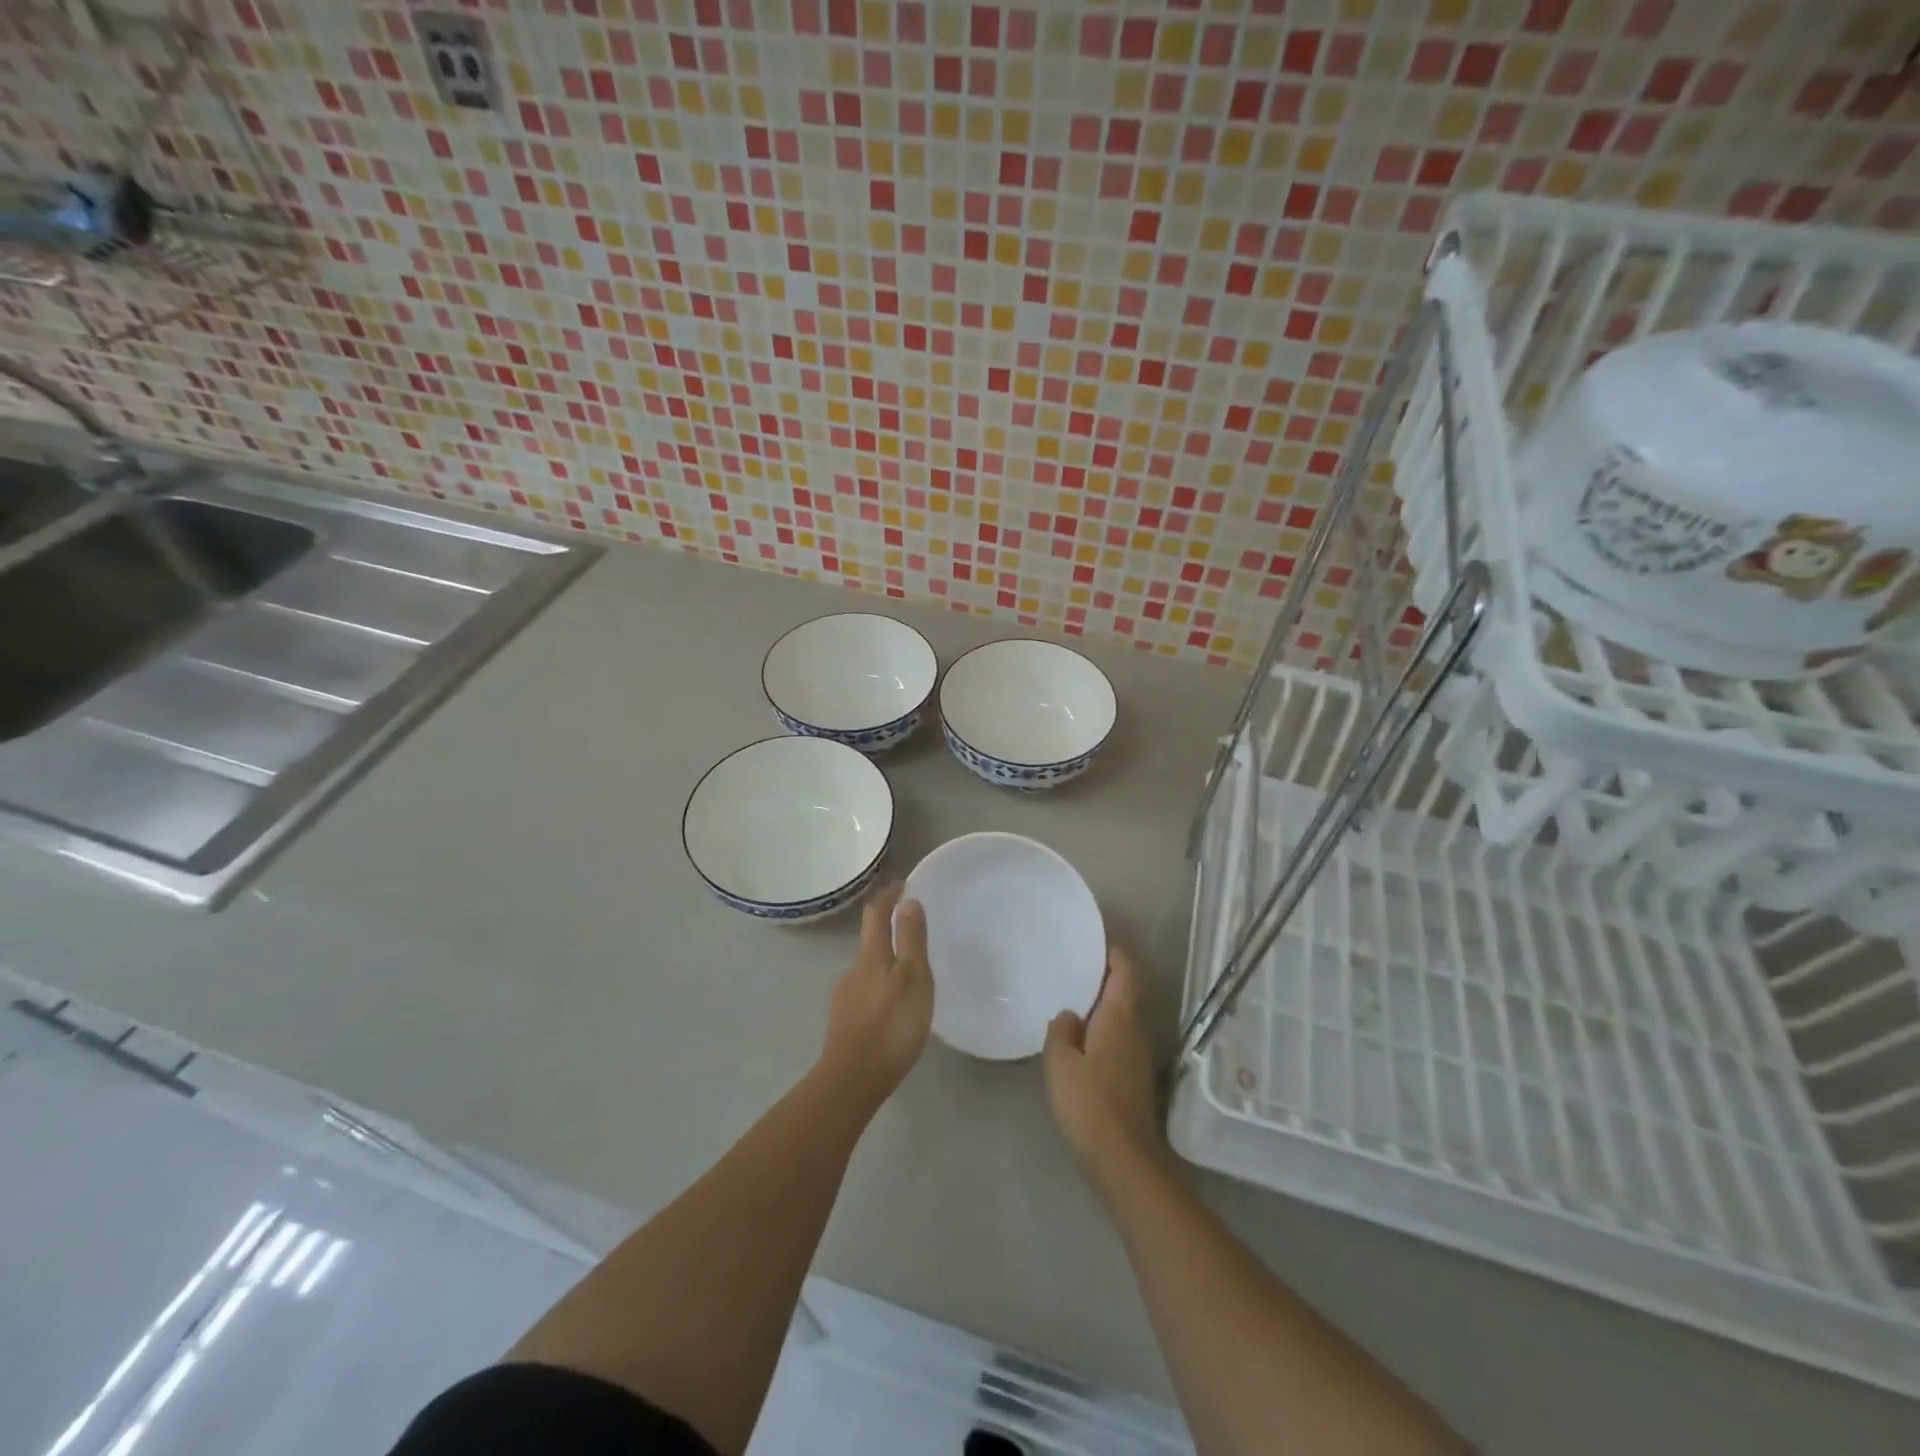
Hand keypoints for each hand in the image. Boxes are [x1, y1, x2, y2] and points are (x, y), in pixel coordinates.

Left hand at [819, 882, 933, 1107]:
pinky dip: (881, 991)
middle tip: (915, 936)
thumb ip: (910, 941)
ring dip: (887, 965)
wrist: (851, 1081)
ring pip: (869, 971)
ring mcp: (845, 998)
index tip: (900, 884)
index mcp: (871, 957)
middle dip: (889, 933)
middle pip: (871, 943)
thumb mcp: (912, 979)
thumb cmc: (890, 1026)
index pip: (876, 915)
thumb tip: (908, 901)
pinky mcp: (845, 1023)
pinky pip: (867, 995)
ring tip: (911, 978)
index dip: (887, 896)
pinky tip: (893, 1010)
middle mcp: (853, 971)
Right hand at [1043, 945, 1163, 1185]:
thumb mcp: (1060, 1063)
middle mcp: (1136, 1029)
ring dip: (1103, 1001)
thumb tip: (1069, 1015)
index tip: (1093, 939)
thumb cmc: (1088, 1103)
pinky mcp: (1134, 1076)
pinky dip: (1103, 1025)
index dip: (1113, 952)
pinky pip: (1120, 1035)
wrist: (1122, 1159)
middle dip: (1105, 974)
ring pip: (1123, 1014)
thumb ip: (1061, 1031)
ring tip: (1072, 993)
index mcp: (1120, 1017)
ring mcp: (1138, 1054)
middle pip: (1126, 990)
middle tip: (1074, 963)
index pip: (1125, 971)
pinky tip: (1079, 1035)